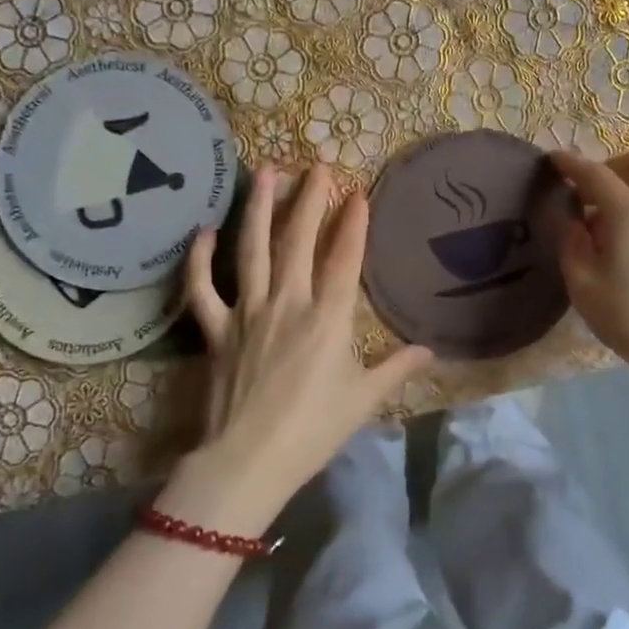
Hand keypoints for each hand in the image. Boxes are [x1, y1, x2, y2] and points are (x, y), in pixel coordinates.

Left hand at [170, 165, 433, 525]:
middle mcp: (287, 303)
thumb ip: (396, 368)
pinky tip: (204, 231)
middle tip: (317, 165)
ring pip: (251, 250)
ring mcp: (247, 313)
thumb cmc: (312, 431)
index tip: (358, 192)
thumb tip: (429, 350)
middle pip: (298, 240)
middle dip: (310, 199)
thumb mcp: (364, 400)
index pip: (344, 258)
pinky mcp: (215, 330)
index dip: (353, 223)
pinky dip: (199, 260)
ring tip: (265, 171)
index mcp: (327, 318)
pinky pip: (202, 289)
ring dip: (259, 208)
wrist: (247, 463)